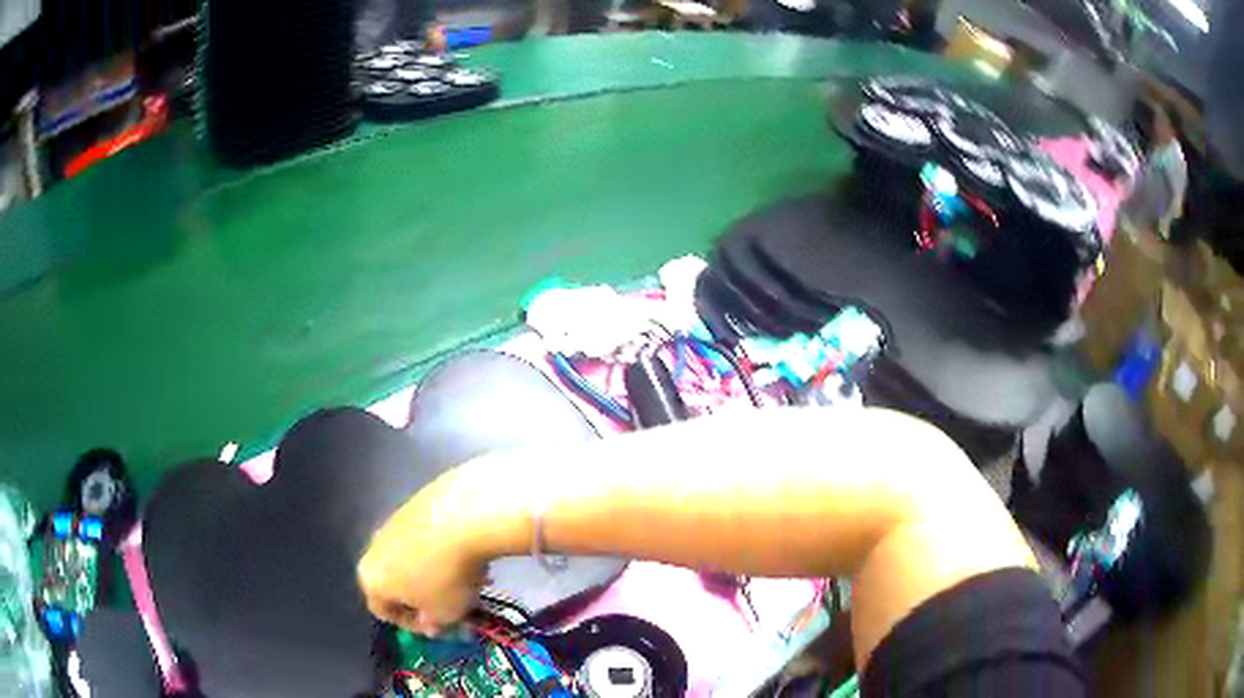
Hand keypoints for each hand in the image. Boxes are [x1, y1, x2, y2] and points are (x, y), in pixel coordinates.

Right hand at [356, 471, 492, 635]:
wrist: (464, 515)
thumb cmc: (447, 576)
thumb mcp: (445, 614)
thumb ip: (434, 623)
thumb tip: (429, 621)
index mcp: (371, 579)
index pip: (383, 611)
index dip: (412, 624)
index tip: (438, 627)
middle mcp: (373, 548)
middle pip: (396, 582)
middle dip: (425, 596)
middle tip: (453, 603)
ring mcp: (392, 522)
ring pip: (412, 558)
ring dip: (436, 572)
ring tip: (469, 578)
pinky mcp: (414, 502)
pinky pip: (425, 536)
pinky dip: (442, 548)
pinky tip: (469, 551)